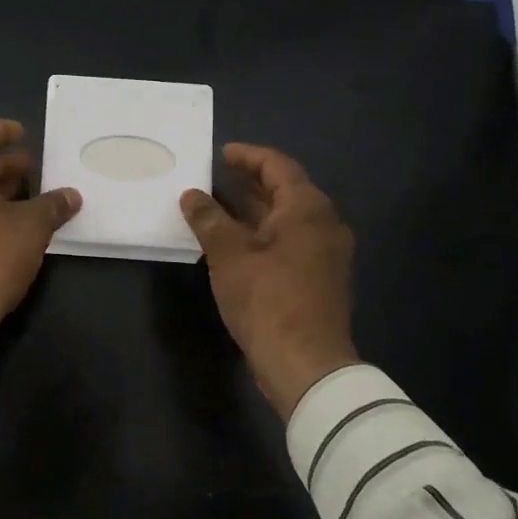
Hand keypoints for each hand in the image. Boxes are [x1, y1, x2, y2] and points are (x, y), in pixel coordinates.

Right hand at [181, 143, 360, 418]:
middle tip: (215, 177)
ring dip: (254, 209)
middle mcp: (324, 223)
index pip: (278, 166)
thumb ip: (208, 218)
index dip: (248, 156)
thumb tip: (191, 195)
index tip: (220, 153)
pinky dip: (263, 233)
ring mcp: (326, 253)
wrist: (306, 365)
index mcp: (307, 208)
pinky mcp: (320, 277)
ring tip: (217, 207)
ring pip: (287, 218)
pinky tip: (235, 242)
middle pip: (286, 190)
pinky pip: (290, 240)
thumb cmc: (267, 299)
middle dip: (249, 182)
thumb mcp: (228, 254)